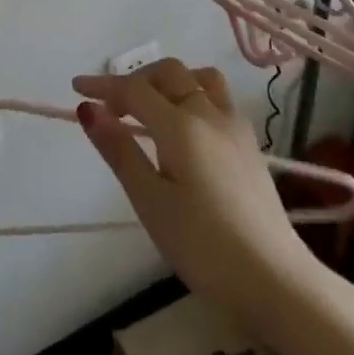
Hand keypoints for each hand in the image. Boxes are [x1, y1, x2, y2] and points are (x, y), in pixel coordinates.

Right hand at [74, 58, 320, 320]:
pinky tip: (185, 129)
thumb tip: (88, 109)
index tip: (76, 88)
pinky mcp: (250, 146)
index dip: (102, 85)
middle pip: (169, 73)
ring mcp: (235, 127)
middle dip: (136, 80)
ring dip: (170, 82)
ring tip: (151, 110)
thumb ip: (119, 150)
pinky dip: (192, 96)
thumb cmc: (204, 246)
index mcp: (181, 125)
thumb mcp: (150, 201)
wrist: (277, 281)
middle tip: (112, 108)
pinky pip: (217, 99)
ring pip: (199, 79)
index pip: (134, 89)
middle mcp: (209, 114)